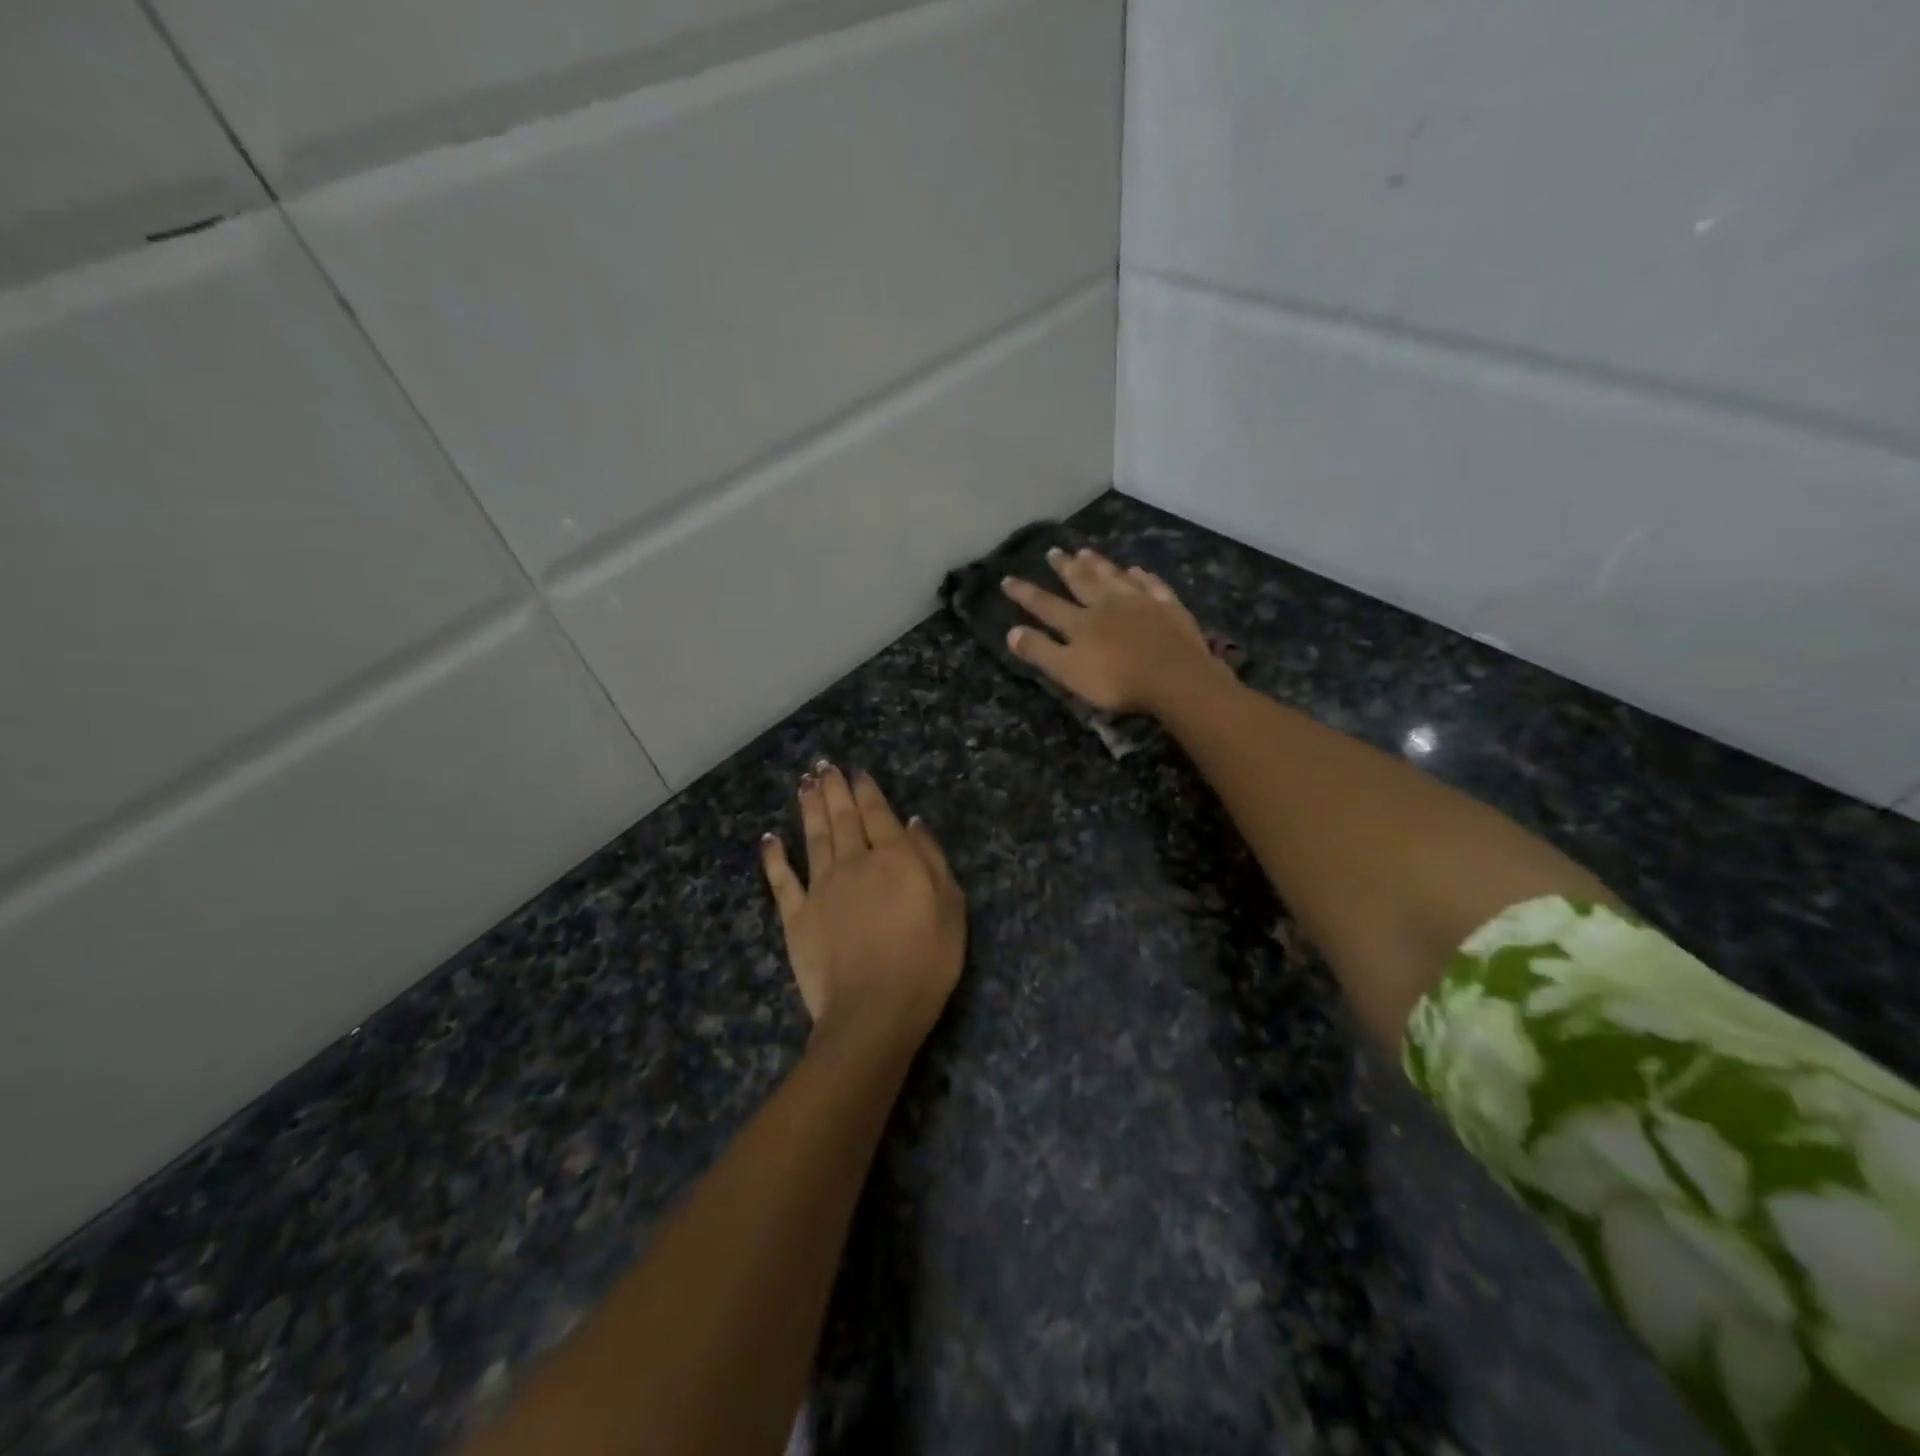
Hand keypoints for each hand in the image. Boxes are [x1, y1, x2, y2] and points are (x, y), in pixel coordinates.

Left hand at [759, 763, 965, 1047]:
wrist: (874, 1010)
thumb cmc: (925, 961)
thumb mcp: (951, 908)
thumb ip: (931, 860)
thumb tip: (913, 823)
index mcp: (894, 858)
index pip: (878, 814)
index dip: (867, 790)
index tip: (857, 772)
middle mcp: (854, 862)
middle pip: (843, 818)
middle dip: (834, 789)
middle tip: (823, 765)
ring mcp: (821, 888)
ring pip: (814, 837)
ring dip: (809, 808)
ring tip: (804, 783)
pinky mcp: (796, 916)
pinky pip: (782, 880)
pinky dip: (774, 857)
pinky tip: (769, 837)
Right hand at [1002, 548, 1232, 714]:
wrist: (1175, 677)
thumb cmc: (1117, 680)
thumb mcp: (1069, 672)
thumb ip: (1040, 651)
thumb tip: (1011, 631)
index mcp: (1080, 622)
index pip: (1046, 605)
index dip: (1025, 593)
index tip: (1007, 579)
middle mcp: (1107, 604)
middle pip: (1082, 581)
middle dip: (1065, 567)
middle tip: (1053, 551)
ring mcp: (1140, 602)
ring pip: (1114, 576)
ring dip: (1099, 564)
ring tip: (1086, 551)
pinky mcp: (1168, 607)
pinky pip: (1152, 585)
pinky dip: (1141, 576)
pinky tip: (1137, 570)